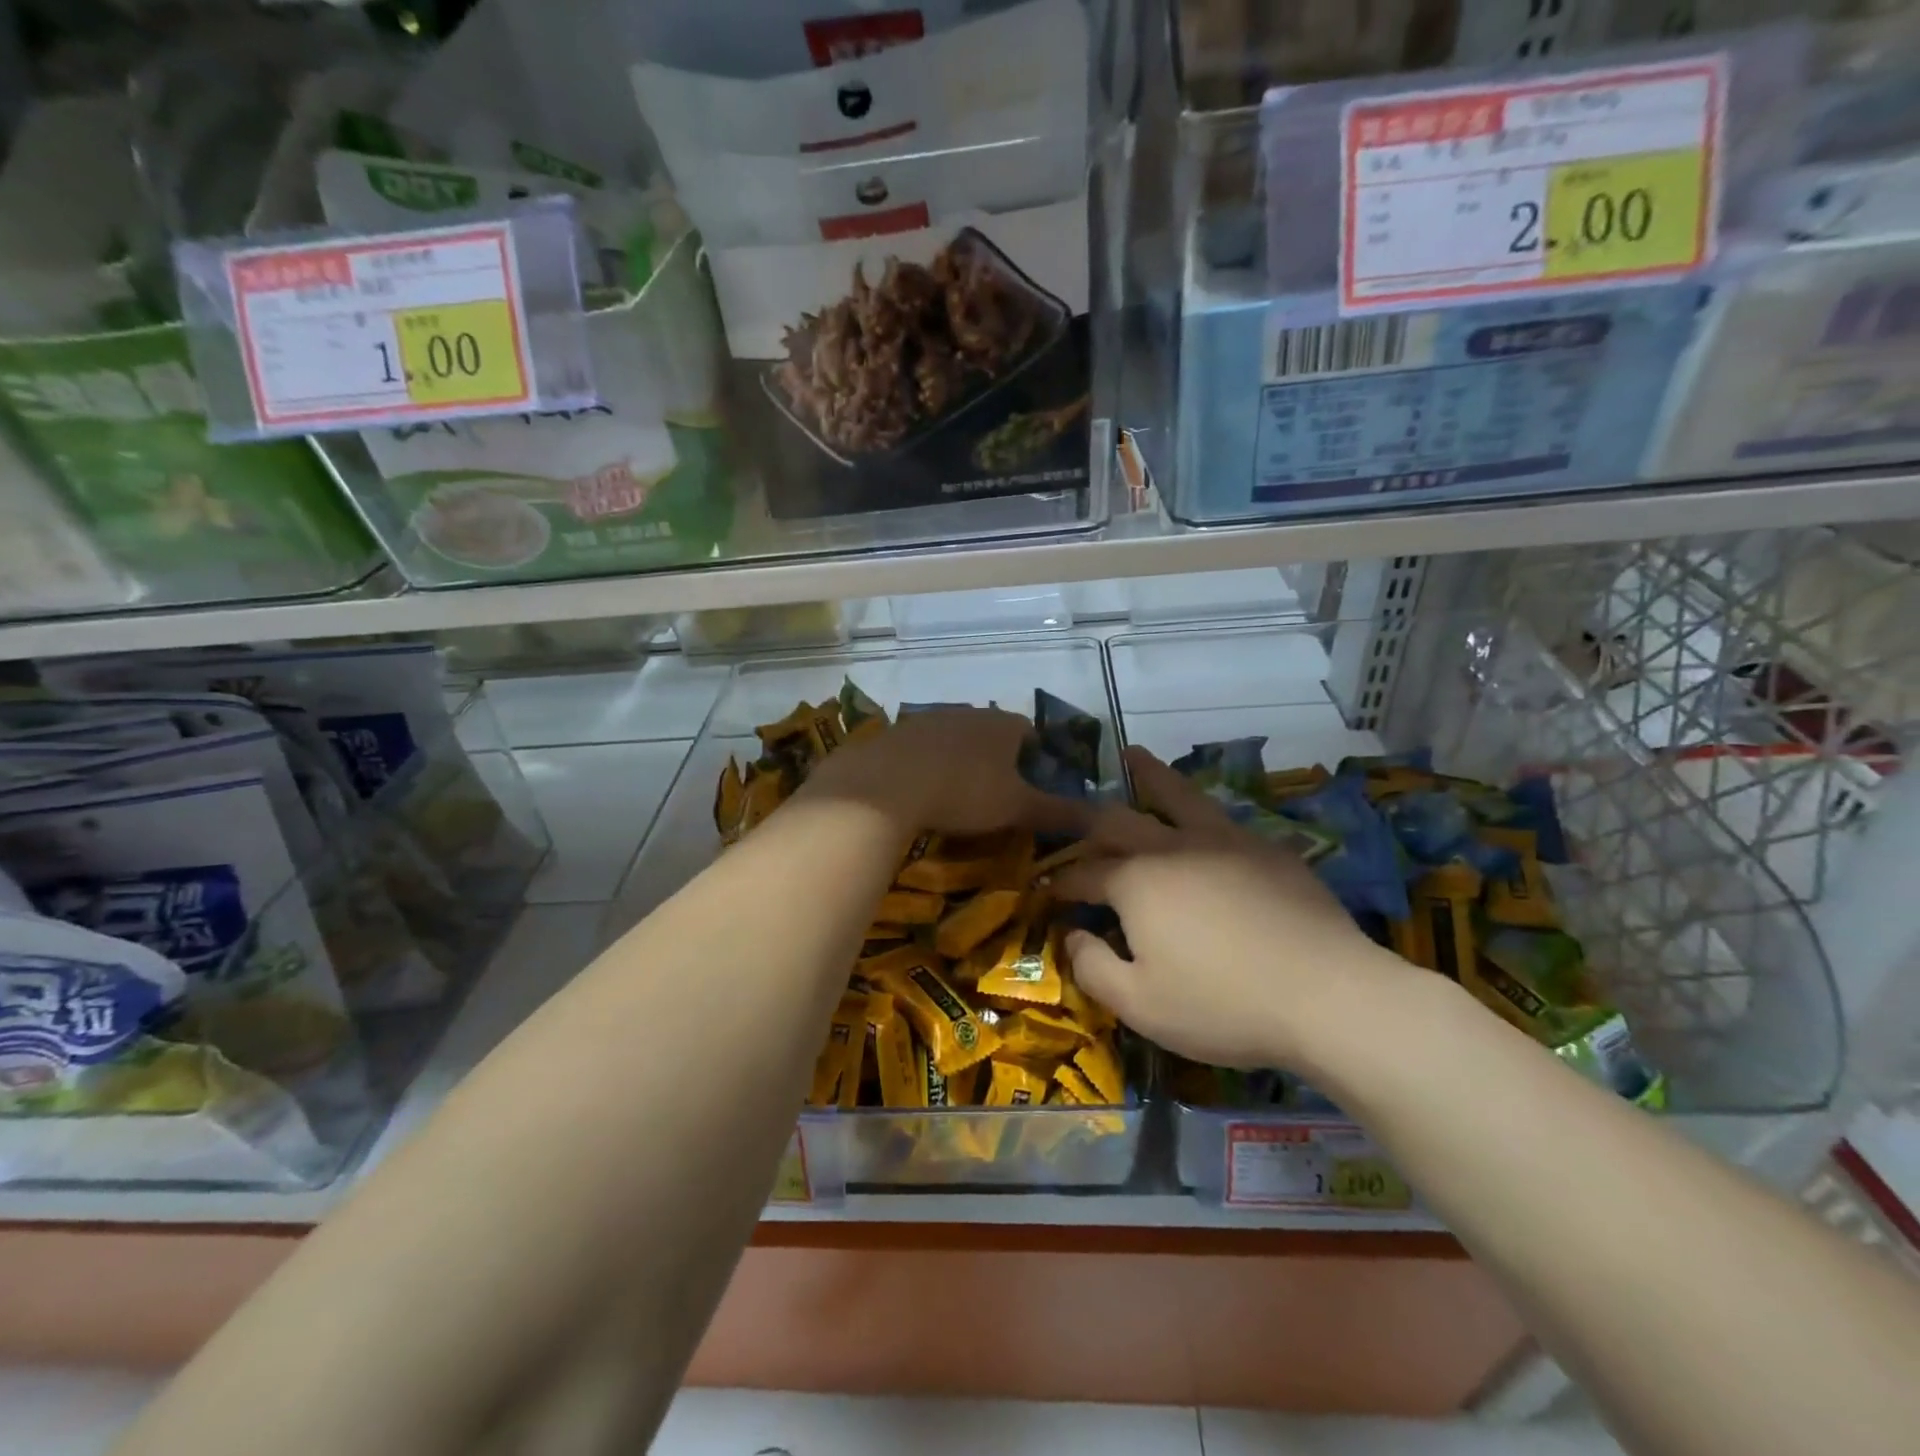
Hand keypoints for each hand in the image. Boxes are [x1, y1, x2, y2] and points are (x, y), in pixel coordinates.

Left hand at [801, 707, 1091, 838]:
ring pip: (957, 738)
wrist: (888, 783)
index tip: (1033, 786)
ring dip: (963, 760)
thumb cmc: (965, 792)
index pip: (1031, 732)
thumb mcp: (1017, 807)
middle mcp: (969, 712)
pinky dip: (930, 765)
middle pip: (993, 733)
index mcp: (1003, 724)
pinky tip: (924, 789)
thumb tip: (1104, 818)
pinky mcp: (898, 733)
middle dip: (999, 759)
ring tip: (959, 795)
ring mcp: (930, 719)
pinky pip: (924, 748)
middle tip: (997, 795)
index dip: (1037, 758)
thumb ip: (1059, 812)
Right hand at [1049, 747, 1410, 1073]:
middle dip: (1089, 818)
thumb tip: (1073, 935)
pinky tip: (1203, 818)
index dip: (1062, 882)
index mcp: (1137, 881)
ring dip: (1148, 775)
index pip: (1085, 873)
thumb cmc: (1223, 1005)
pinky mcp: (1268, 849)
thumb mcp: (1140, 1004)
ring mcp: (1225, 841)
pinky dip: (1198, 810)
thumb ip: (1093, 967)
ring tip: (1132, 755)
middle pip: (1121, 819)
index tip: (1048, 890)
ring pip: (1177, 796)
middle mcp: (1175, 847)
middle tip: (1072, 815)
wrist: (1328, 995)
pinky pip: (1222, 818)